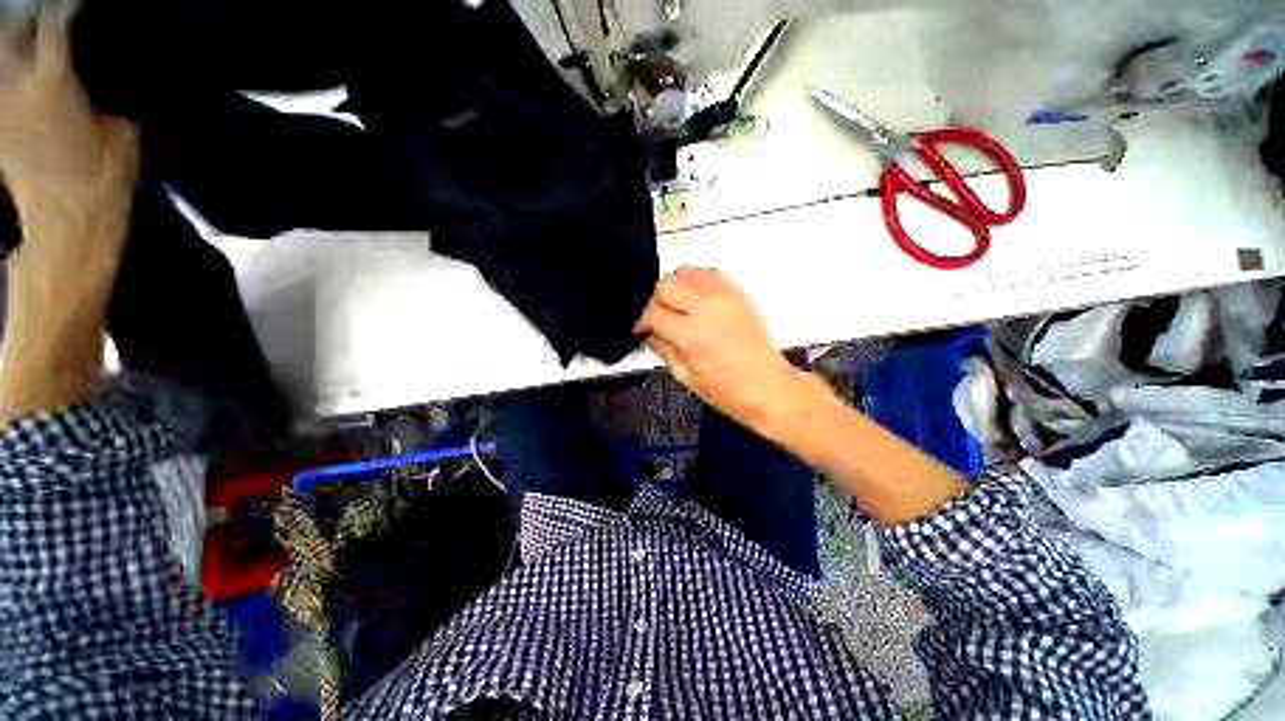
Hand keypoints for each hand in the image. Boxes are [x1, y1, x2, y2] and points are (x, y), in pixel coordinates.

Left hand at [0, 3, 138, 421]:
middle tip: (43, 20)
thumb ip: (108, 97)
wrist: (69, 231)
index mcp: (54, 83)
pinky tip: (13, 80)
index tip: (77, 4)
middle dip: (26, 21)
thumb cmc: (102, 186)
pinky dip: (3, 78)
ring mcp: (2, 111)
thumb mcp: (125, 137)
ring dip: (8, 45)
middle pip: (11, 32)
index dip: (66, 7)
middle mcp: (18, 88)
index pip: (56, 22)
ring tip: (23, 43)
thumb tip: (107, 77)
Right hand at [635, 267, 804, 430]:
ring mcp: (725, 295)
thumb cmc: (725, 391)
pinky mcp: (738, 292)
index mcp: (691, 333)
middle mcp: (707, 306)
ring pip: (686, 272)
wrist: (769, 387)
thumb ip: (662, 348)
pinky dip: (696, 283)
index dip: (642, 321)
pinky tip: (697, 302)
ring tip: (678, 309)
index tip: (642, 330)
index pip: (654, 312)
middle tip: (659, 319)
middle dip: (656, 301)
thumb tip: (650, 332)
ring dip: (675, 288)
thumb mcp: (684, 376)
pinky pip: (708, 273)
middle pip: (666, 284)